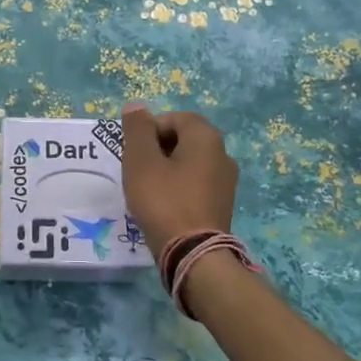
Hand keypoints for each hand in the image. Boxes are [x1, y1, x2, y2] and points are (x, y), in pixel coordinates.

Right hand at [120, 104, 239, 255]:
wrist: (194, 253)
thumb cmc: (164, 201)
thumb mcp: (141, 161)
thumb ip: (137, 129)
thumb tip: (136, 106)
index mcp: (206, 137)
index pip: (175, 118)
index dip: (149, 130)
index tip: (134, 152)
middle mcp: (223, 154)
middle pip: (184, 139)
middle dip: (157, 149)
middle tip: (137, 169)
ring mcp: (226, 181)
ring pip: (190, 162)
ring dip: (167, 168)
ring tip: (147, 188)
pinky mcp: (223, 204)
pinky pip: (196, 183)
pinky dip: (179, 187)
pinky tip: (164, 204)